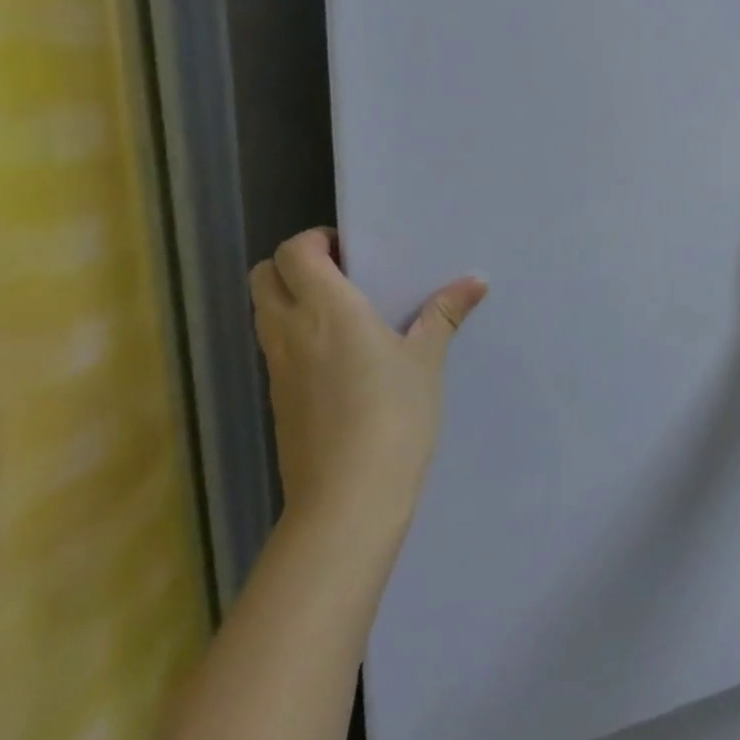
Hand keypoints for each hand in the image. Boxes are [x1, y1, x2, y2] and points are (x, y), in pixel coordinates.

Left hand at [249, 229, 486, 547]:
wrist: (348, 498)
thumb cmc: (394, 416)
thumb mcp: (426, 361)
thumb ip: (444, 314)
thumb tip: (476, 280)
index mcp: (327, 310)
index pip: (293, 253)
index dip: (315, 241)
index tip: (352, 251)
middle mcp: (291, 331)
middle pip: (263, 276)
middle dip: (294, 265)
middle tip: (343, 274)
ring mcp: (278, 367)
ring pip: (263, 312)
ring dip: (290, 298)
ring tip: (344, 313)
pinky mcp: (277, 398)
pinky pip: (274, 346)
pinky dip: (294, 334)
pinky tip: (339, 356)